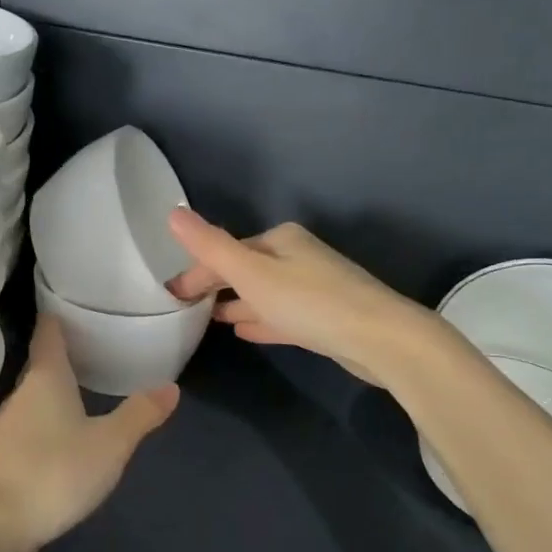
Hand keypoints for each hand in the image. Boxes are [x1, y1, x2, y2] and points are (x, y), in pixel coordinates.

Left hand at [0, 312, 179, 549]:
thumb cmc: (55, 471)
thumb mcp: (110, 443)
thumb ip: (140, 414)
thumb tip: (171, 387)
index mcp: (46, 378)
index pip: (48, 332)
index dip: (58, 314)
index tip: (72, 301)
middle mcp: (22, 394)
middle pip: (42, 363)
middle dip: (64, 353)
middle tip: (94, 343)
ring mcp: (9, 426)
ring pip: (36, 395)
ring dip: (56, 389)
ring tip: (84, 385)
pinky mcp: (4, 457)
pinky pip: (31, 424)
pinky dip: (48, 418)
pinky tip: (65, 433)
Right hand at [165, 209, 437, 386]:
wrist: (380, 338)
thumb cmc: (309, 301)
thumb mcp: (252, 272)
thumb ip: (211, 246)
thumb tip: (173, 213)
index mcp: (280, 240)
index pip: (226, 251)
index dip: (196, 272)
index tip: (171, 296)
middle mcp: (298, 257)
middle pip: (246, 270)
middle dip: (216, 286)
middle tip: (184, 308)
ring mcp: (314, 287)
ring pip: (264, 293)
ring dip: (237, 302)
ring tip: (210, 319)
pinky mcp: (325, 318)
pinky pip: (281, 314)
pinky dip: (260, 319)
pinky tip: (244, 331)